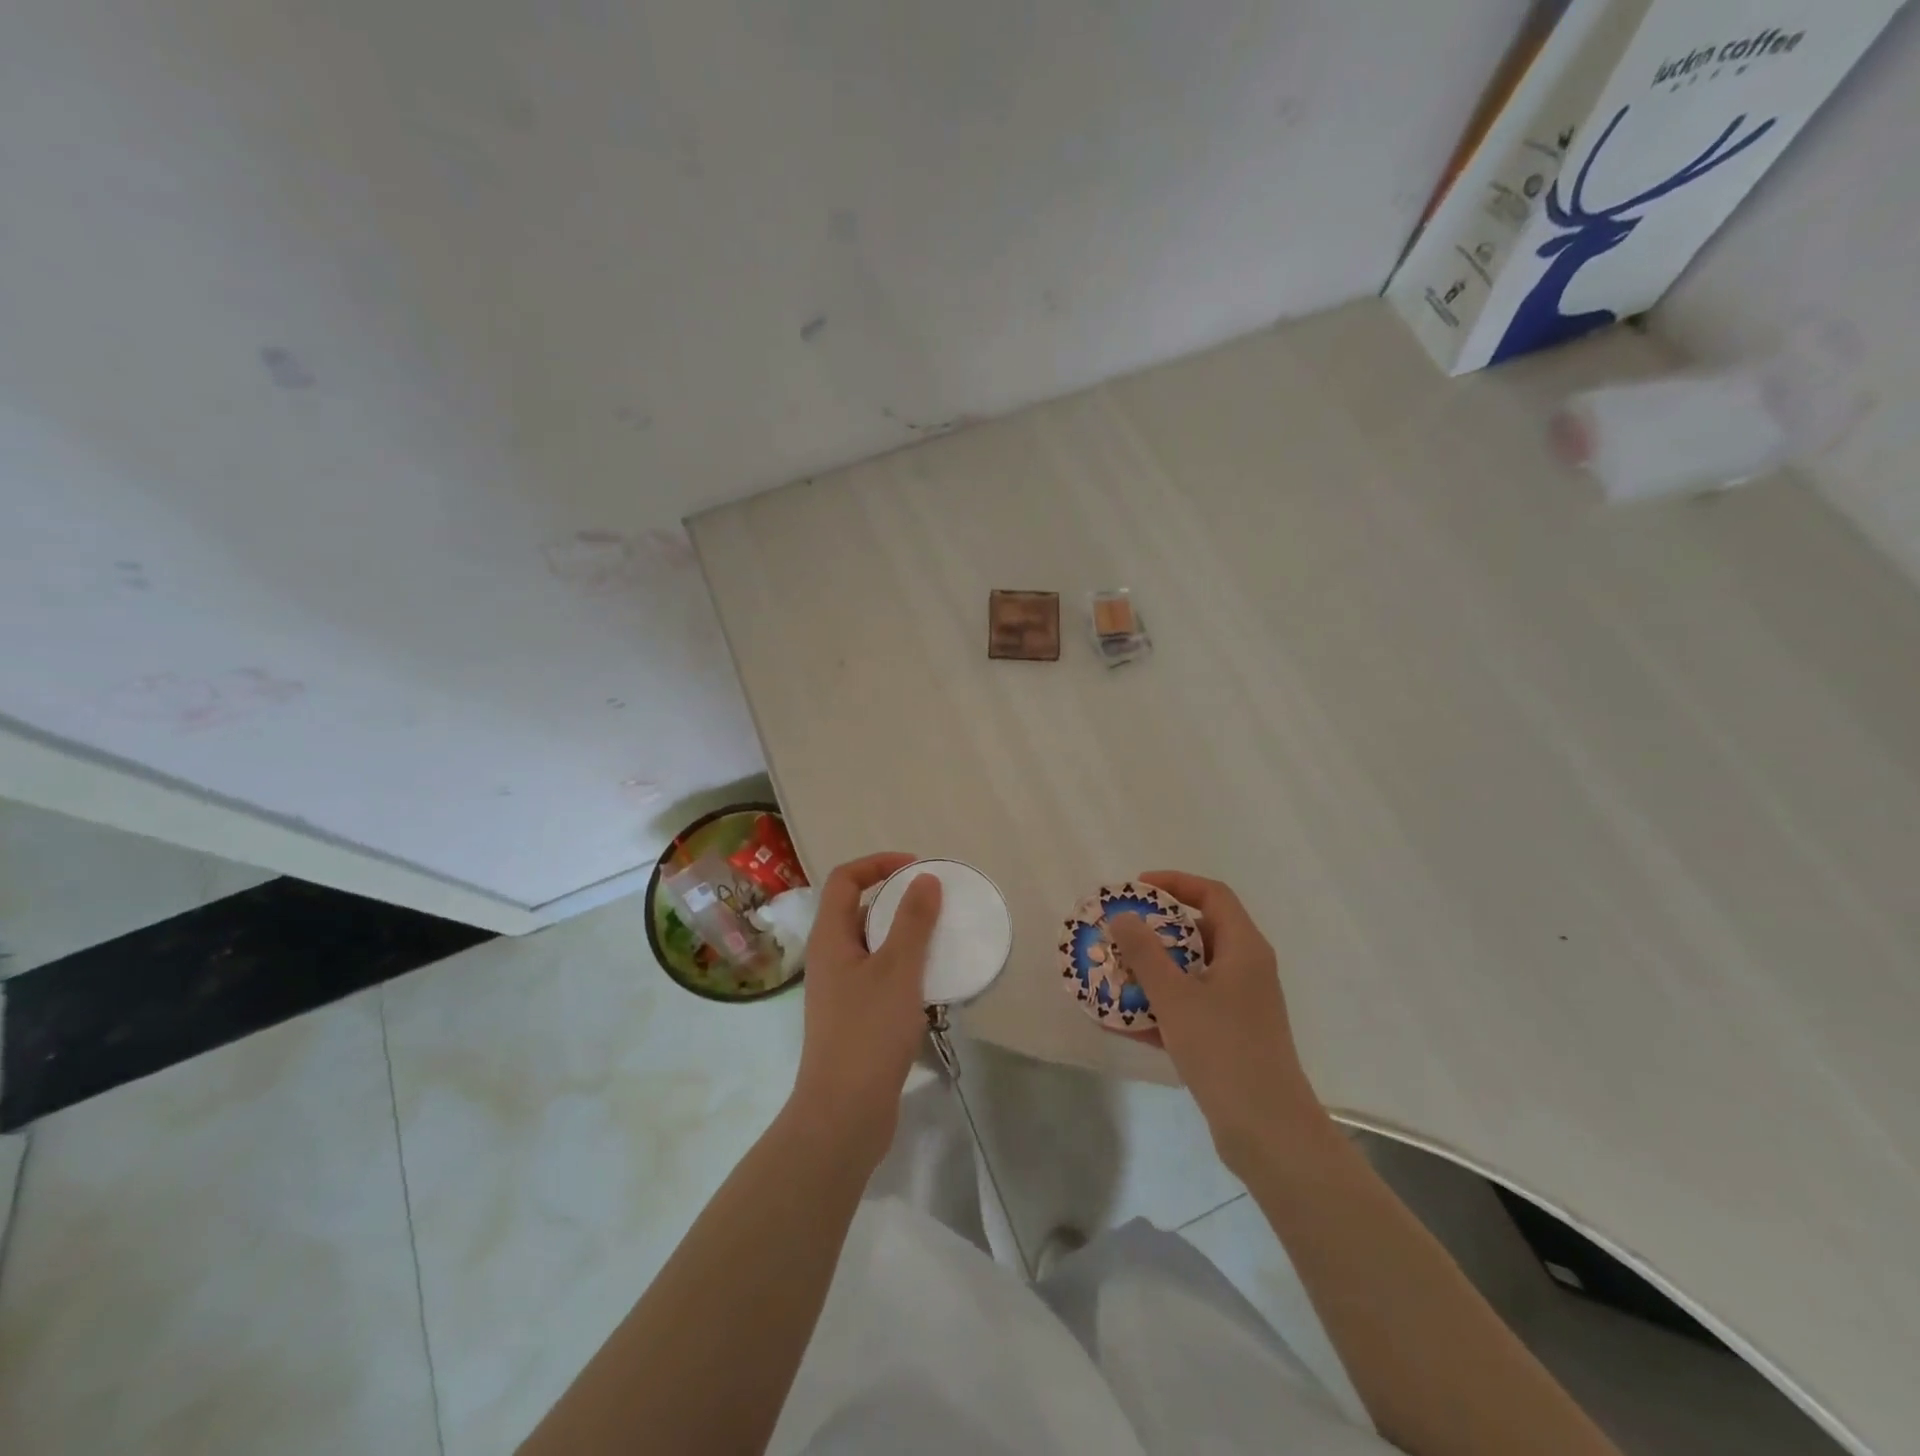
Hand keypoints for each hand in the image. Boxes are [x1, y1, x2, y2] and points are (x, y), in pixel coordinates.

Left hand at [789, 853, 942, 1169]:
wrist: (843, 1113)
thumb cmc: (868, 1032)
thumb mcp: (898, 970)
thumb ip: (913, 921)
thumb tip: (924, 879)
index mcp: (830, 938)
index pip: (845, 879)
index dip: (878, 863)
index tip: (917, 868)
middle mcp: (830, 958)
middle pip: (857, 909)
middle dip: (895, 899)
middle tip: (934, 902)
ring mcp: (840, 990)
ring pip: (871, 945)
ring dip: (902, 935)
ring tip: (939, 939)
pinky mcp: (853, 1018)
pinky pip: (879, 975)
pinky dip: (903, 967)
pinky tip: (931, 983)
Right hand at [1107, 871, 1321, 1171]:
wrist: (1267, 1131)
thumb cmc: (1223, 1049)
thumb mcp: (1175, 996)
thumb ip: (1144, 953)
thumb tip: (1122, 916)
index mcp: (1244, 948)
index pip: (1212, 895)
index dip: (1175, 883)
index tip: (1136, 889)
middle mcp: (1246, 969)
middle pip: (1199, 932)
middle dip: (1155, 931)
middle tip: (1118, 933)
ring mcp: (1240, 1005)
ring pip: (1190, 973)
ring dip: (1152, 971)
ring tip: (1111, 974)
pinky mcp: (1230, 1036)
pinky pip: (1189, 1007)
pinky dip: (1159, 1007)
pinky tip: (1119, 1020)